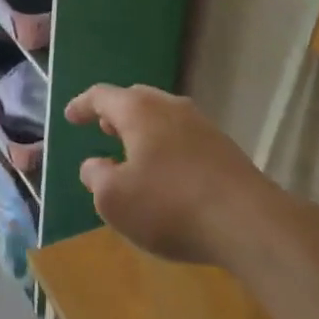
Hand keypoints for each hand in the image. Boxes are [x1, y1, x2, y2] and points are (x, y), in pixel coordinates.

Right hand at [67, 84, 274, 264]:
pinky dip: (167, 147)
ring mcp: (202, 125)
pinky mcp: (225, 149)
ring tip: (133, 152)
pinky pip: (184, 137)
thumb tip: (95, 164)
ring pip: (163, 117)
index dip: (82, 105)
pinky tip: (167, 174)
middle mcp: (170, 107)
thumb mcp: (114, 200)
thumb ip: (96, 177)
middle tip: (103, 127)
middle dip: (116, 113)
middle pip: (136, 99)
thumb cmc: (169, 205)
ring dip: (144, 130)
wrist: (249, 222)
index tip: (70, 116)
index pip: (102, 95)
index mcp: (138, 110)